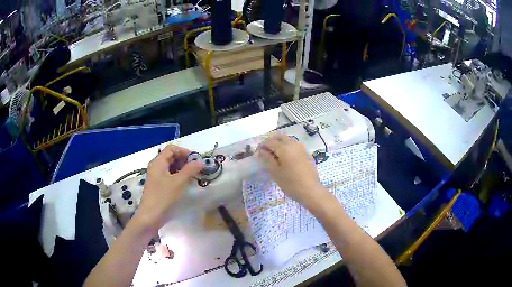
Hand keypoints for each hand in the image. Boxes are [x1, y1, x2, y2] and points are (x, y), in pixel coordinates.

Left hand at [134, 145, 203, 231]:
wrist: (150, 216)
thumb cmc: (163, 196)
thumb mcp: (179, 182)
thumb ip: (190, 170)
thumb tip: (200, 162)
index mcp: (158, 162)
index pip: (172, 148)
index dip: (184, 151)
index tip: (196, 160)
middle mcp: (156, 166)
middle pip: (171, 157)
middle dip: (185, 160)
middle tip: (197, 168)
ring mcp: (156, 176)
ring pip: (171, 167)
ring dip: (182, 169)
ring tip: (194, 176)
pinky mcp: (158, 186)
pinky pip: (169, 176)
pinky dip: (178, 176)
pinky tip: (186, 183)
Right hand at [258, 134, 331, 209]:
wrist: (310, 190)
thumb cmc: (290, 183)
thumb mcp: (275, 172)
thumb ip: (268, 159)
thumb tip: (262, 151)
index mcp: (284, 148)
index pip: (270, 142)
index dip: (263, 145)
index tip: (258, 152)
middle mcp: (294, 144)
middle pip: (281, 138)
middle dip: (272, 141)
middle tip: (266, 150)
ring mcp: (302, 149)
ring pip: (289, 141)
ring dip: (281, 144)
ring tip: (275, 155)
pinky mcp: (307, 154)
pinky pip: (295, 147)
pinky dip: (288, 148)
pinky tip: (286, 158)